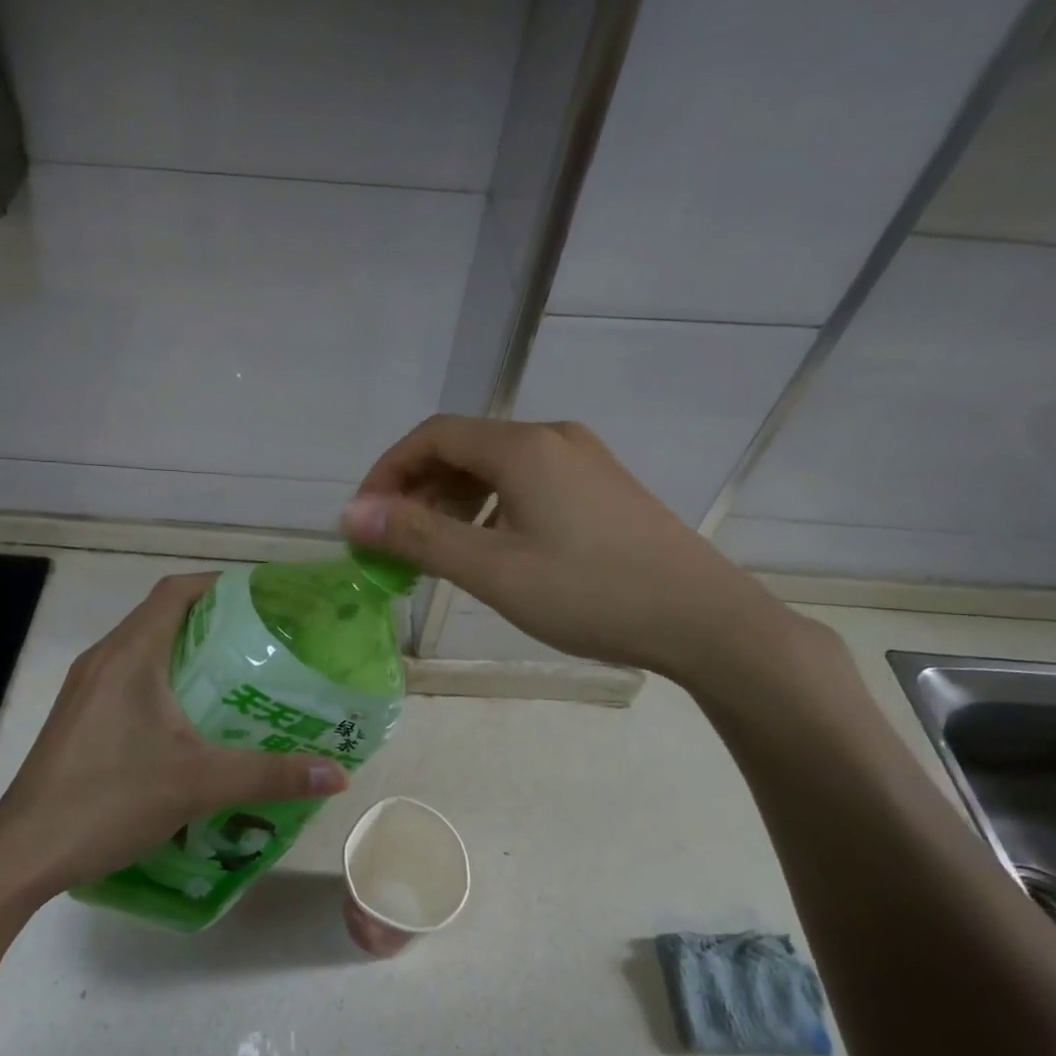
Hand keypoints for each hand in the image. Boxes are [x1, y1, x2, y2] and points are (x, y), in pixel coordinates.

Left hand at [0, 574, 347, 902]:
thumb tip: (339, 773)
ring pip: (145, 648)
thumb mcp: (198, 784)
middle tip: (264, 640)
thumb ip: (270, 775)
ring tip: (238, 676)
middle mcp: (104, 659)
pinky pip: (130, 678)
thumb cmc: (108, 800)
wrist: (22, 854)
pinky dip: (165, 680)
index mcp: (129, 654)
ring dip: (188, 652)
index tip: (263, 599)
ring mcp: (86, 689)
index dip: (220, 584)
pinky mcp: (80, 717)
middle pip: (162, 616)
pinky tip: (193, 720)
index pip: (176, 592)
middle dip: (213, 620)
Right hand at [339, 415, 795, 685]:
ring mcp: (583, 459)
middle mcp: (552, 438)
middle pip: (463, 447)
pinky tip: (492, 546)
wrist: (706, 620)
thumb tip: (350, 515)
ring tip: (437, 548)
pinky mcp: (602, 486)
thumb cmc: (590, 594)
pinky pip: (527, 481)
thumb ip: (418, 538)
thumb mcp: (493, 570)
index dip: (388, 471)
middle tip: (396, 540)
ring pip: (496, 466)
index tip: (365, 518)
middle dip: (418, 488)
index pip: (432, 436)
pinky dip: (491, 506)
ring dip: (453, 499)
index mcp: (522, 447)